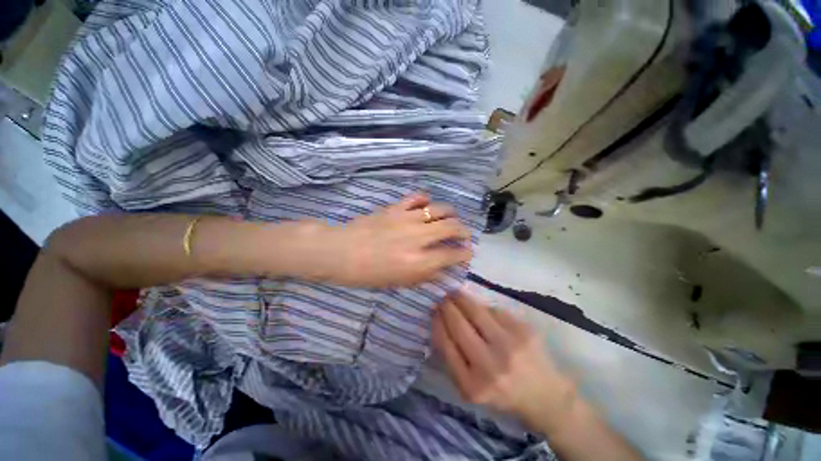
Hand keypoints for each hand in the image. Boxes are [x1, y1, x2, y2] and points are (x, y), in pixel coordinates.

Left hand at [312, 193, 472, 287]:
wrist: (340, 252)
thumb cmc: (367, 274)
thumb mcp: (398, 282)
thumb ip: (425, 276)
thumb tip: (444, 271)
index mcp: (418, 261)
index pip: (452, 255)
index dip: (464, 254)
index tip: (467, 253)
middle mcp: (418, 238)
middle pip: (452, 227)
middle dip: (464, 232)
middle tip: (464, 236)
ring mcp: (407, 219)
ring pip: (440, 209)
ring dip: (451, 214)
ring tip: (451, 219)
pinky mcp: (396, 207)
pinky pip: (418, 197)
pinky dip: (426, 200)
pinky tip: (426, 206)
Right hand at [432, 290, 576, 427]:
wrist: (546, 396)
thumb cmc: (502, 393)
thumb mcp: (471, 388)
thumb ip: (453, 359)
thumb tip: (440, 322)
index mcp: (472, 385)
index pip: (446, 344)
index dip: (438, 322)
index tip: (434, 311)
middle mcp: (490, 366)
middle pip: (459, 325)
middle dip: (447, 306)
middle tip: (443, 298)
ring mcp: (509, 346)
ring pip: (476, 311)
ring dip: (461, 298)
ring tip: (455, 293)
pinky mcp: (523, 331)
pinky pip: (495, 310)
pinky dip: (483, 307)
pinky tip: (479, 307)